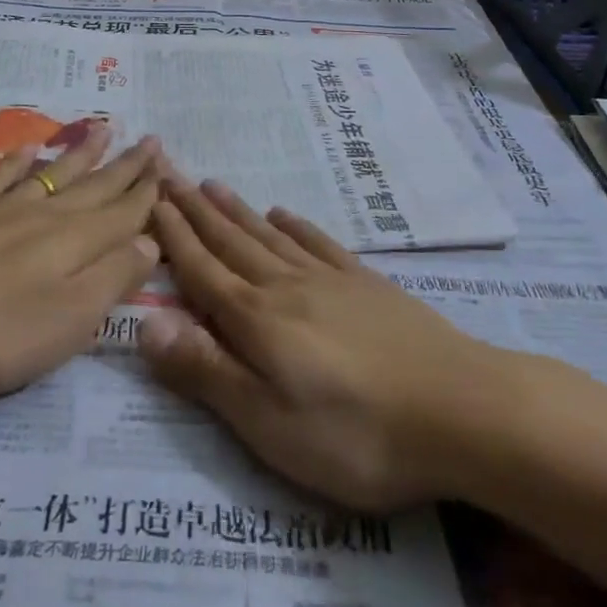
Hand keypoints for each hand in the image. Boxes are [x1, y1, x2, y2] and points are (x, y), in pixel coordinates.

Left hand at [0, 128, 162, 398]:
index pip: (123, 213)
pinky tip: (27, 150)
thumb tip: (151, 242)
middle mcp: (44, 216)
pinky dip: (17, 162)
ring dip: (80, 154)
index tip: (168, 169)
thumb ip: (113, 278)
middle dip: (126, 167)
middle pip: (94, 187)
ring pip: (52, 175)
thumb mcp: (70, 319)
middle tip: (151, 140)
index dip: (148, 194)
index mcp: (75, 242)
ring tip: (104, 129)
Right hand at [139, 177, 523, 510]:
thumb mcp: (268, 422)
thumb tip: (144, 322)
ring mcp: (330, 281)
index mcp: (256, 320)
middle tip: (170, 173)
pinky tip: (285, 213)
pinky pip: (319, 244)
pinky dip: (297, 226)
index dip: (173, 236)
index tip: (150, 198)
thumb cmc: (356, 433)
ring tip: (212, 184)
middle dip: (195, 210)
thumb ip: (206, 370)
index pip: (201, 270)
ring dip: (237, 211)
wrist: (462, 410)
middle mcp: (285, 287)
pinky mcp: (367, 287)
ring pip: (270, 236)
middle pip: (231, 242)